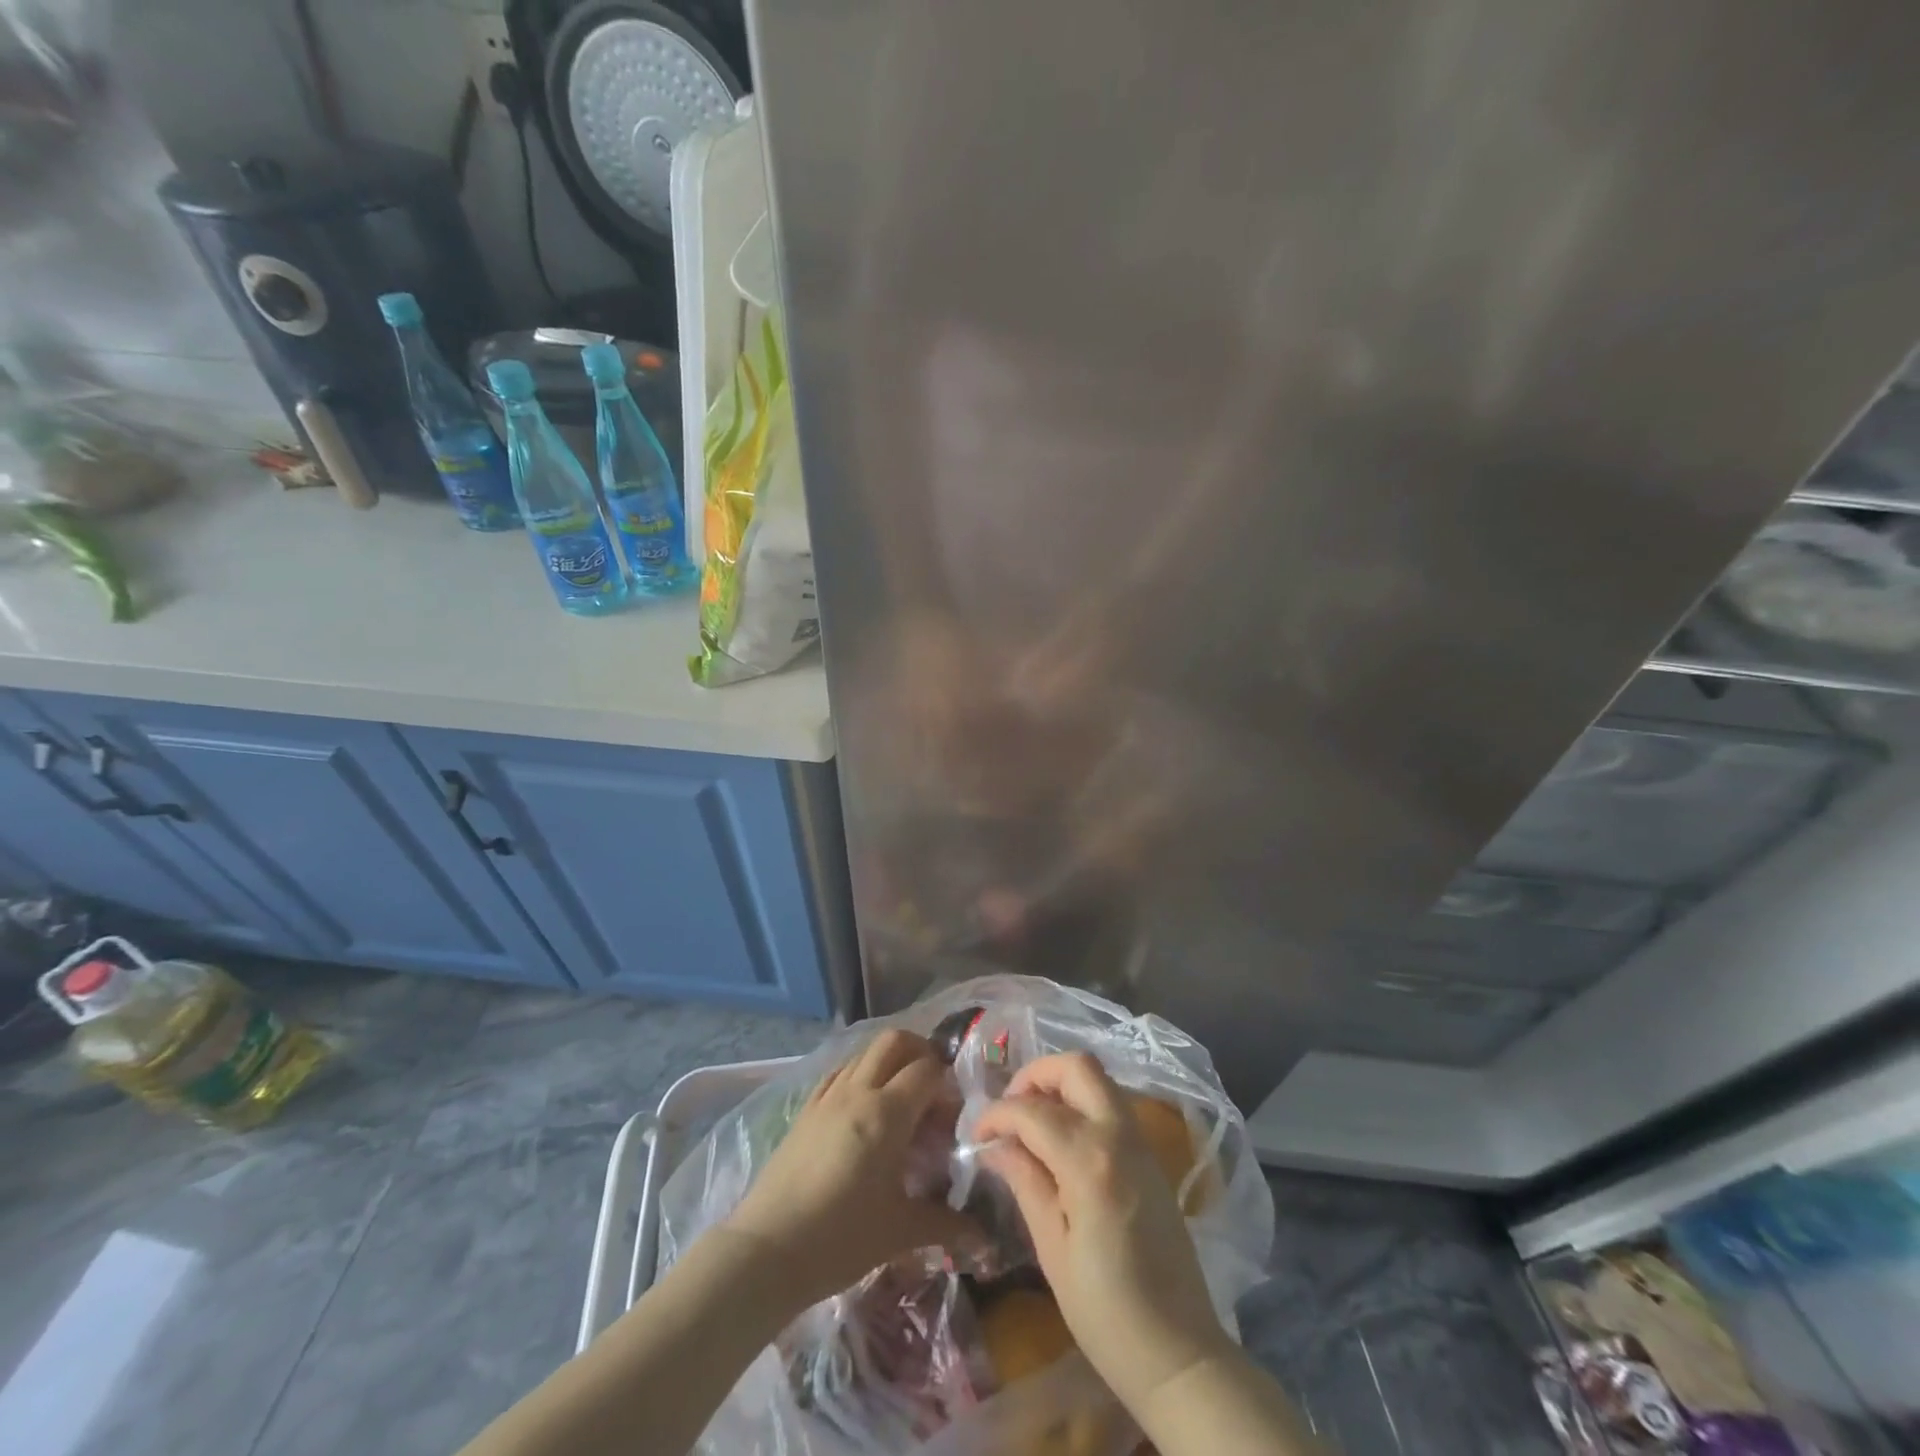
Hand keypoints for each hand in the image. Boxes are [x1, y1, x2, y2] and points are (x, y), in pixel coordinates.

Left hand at [723, 1029, 976, 1312]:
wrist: (766, 1252)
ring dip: (889, 1061)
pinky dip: (860, 1074)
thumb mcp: (900, 1232)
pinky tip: (863, 1108)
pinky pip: (839, 1072)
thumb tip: (984, 1235)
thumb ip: (945, 1224)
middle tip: (932, 1087)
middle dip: (920, 1052)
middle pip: (894, 1041)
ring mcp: (827, 1096)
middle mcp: (858, 1091)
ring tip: (900, 1099)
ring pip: (864, 1052)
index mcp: (886, 1113)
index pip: (927, 1070)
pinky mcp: (805, 1109)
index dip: (947, 1084)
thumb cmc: (840, 1240)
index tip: (952, 1114)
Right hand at [972, 1052, 1231, 1412]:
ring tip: (1030, 1121)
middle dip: (1036, 1075)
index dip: (996, 1115)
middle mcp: (1119, 1136)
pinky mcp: (1150, 1156)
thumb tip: (995, 1145)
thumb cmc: (1106, 1313)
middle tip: (1009, 1108)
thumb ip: (1026, 1183)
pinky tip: (1060, 1139)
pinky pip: (1112, 1104)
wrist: (1179, 1353)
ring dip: (1060, 1085)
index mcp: (1090, 1162)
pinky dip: (1081, 1102)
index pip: (1032, 1111)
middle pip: (1077, 1067)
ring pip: (1098, 1079)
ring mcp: (1141, 1142)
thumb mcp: (1052, 1250)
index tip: (975, 1134)